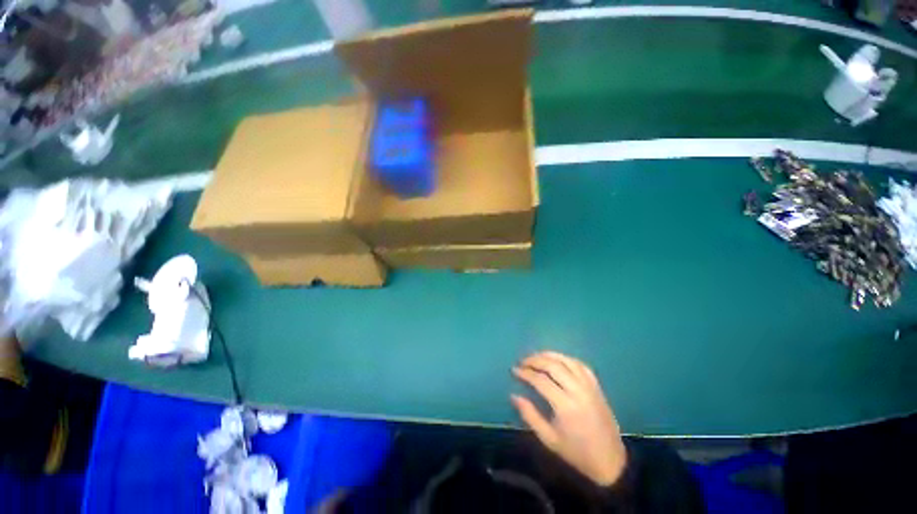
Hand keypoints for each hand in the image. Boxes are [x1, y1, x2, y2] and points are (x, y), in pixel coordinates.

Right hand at [511, 351, 626, 486]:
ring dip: (549, 355)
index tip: (514, 370)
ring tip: (536, 357)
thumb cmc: (576, 452)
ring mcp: (589, 386)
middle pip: (553, 365)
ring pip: (567, 361)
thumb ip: (530, 415)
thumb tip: (514, 395)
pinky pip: (580, 365)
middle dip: (535, 360)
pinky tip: (557, 360)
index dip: (525, 373)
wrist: (610, 461)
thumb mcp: (549, 439)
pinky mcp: (597, 386)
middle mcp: (578, 391)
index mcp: (565, 406)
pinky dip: (566, 359)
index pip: (540, 380)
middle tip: (523, 361)